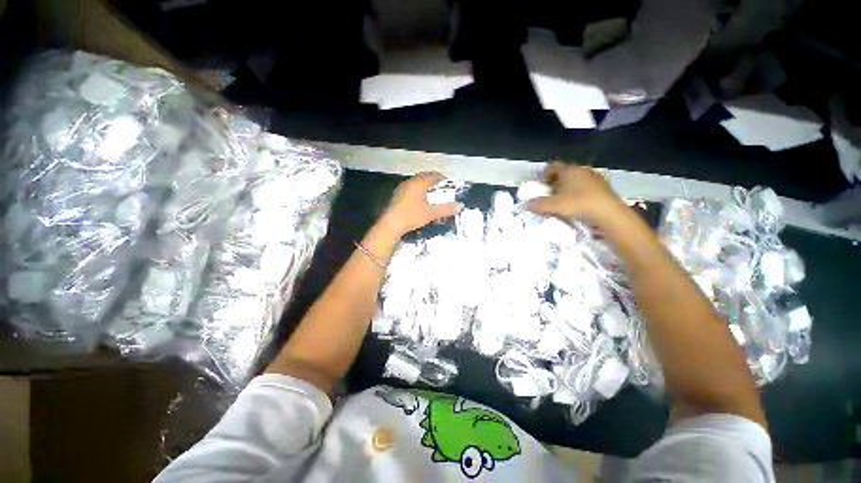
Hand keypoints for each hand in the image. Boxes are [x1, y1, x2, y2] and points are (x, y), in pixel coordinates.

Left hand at [380, 172, 461, 236]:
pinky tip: (420, 202)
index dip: (443, 179)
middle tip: (441, 191)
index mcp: (419, 183)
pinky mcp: (397, 196)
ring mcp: (402, 188)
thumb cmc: (412, 216)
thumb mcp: (431, 213)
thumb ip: (446, 209)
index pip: (434, 176)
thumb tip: (460, 206)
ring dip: (425, 187)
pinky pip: (411, 189)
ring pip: (417, 183)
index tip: (449, 186)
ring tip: (432, 196)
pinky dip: (418, 192)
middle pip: (425, 177)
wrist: (391, 224)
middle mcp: (410, 182)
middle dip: (434, 183)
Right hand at [527, 161, 626, 224]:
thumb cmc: (578, 204)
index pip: (553, 166)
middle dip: (555, 182)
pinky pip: (586, 187)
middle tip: (549, 194)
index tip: (541, 184)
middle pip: (564, 172)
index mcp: (569, 170)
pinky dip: (579, 193)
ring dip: (567, 188)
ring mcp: (595, 177)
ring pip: (576, 180)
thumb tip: (528, 204)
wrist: (609, 213)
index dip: (545, 174)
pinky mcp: (603, 187)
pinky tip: (577, 204)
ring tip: (563, 200)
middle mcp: (582, 170)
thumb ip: (538, 204)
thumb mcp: (554, 205)